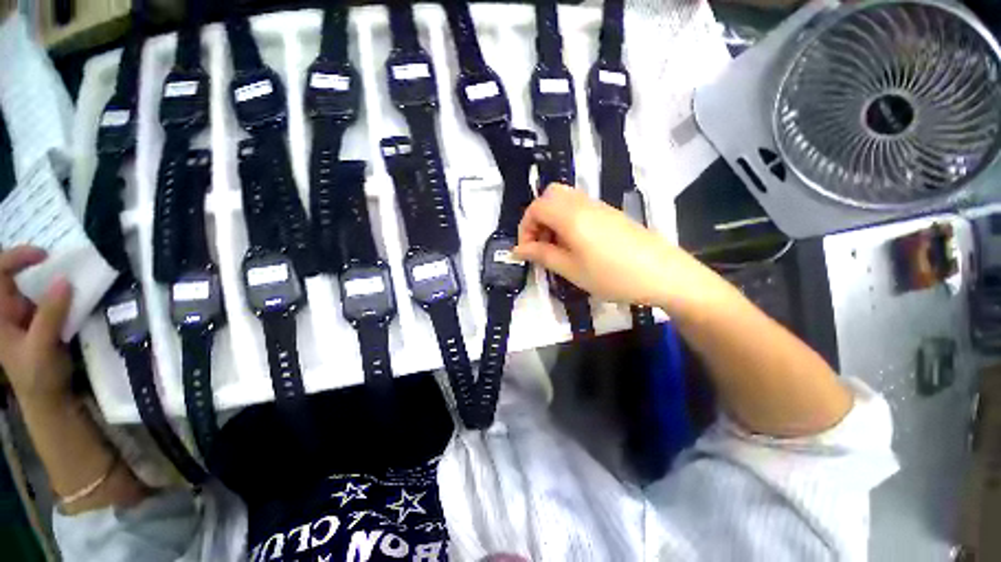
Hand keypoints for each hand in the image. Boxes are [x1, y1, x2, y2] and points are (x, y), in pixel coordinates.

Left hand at [0, 246, 73, 401]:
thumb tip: (64, 280)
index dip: (16, 257)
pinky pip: (47, 295)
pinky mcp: (40, 318)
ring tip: (71, 270)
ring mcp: (24, 313)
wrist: (49, 398)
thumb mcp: (41, 347)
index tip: (44, 256)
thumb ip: (50, 315)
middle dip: (32, 261)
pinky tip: (74, 289)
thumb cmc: (38, 376)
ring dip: (48, 274)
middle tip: (58, 259)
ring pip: (31, 282)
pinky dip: (60, 288)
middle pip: (13, 273)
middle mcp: (7, 308)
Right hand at [515, 184, 714, 308]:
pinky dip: (568, 220)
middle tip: (541, 244)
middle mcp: (582, 203)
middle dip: (537, 219)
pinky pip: (580, 207)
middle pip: (549, 196)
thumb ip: (542, 255)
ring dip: (552, 219)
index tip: (527, 252)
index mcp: (570, 215)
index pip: (535, 208)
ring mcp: (599, 206)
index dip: (525, 229)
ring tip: (558, 247)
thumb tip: (518, 250)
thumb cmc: (612, 275)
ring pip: (564, 200)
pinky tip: (576, 244)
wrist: (663, 274)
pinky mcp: (610, 213)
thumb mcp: (571, 269)